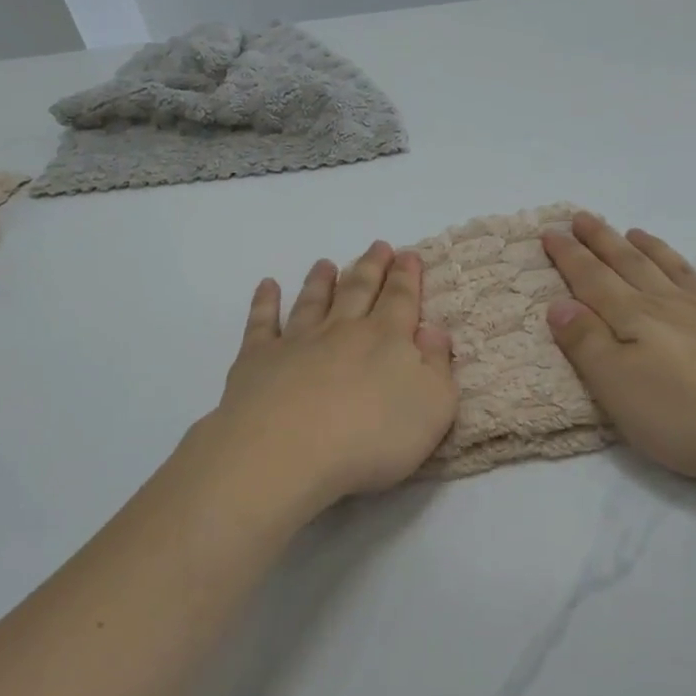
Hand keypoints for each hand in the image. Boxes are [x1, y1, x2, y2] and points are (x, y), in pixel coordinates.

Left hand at [188, 241, 458, 513]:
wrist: (287, 450)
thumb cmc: (371, 437)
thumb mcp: (432, 408)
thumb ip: (437, 367)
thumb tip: (434, 330)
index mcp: (386, 340)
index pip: (401, 300)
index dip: (407, 277)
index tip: (409, 254)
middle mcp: (342, 330)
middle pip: (359, 290)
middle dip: (371, 267)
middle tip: (378, 246)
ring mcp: (297, 341)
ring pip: (312, 301)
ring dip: (321, 280)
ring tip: (325, 263)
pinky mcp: (258, 358)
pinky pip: (262, 322)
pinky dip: (265, 302)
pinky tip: (267, 286)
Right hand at [541, 213, 695, 499]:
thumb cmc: (688, 420)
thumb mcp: (619, 389)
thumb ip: (586, 344)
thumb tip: (559, 304)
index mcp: (637, 320)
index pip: (593, 281)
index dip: (570, 256)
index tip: (551, 231)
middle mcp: (674, 306)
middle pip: (631, 266)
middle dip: (603, 241)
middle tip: (583, 217)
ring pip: (678, 269)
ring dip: (653, 248)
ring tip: (633, 230)